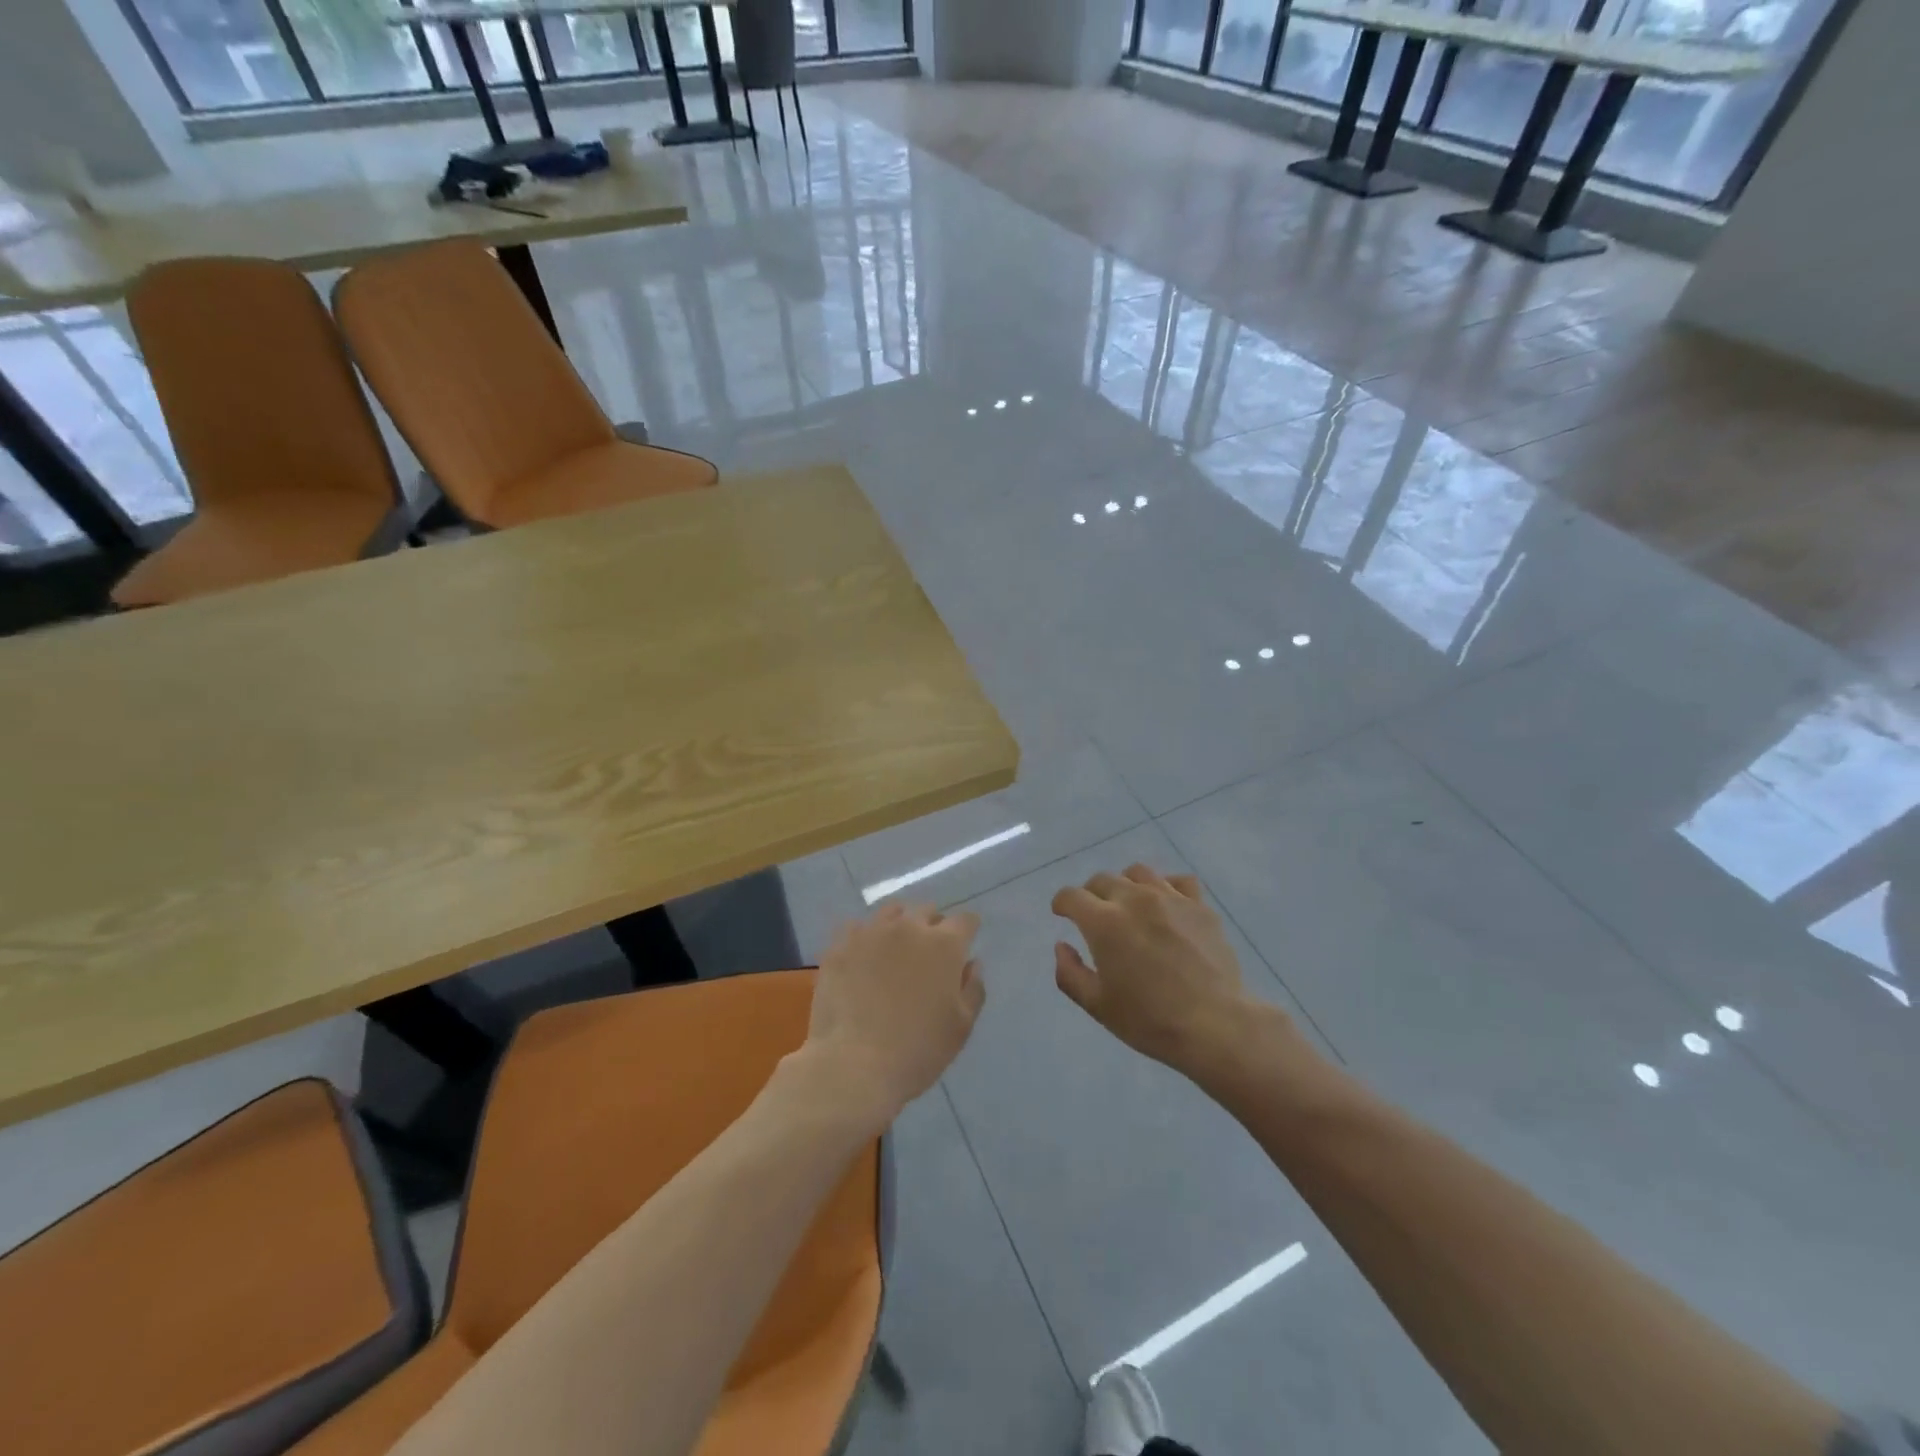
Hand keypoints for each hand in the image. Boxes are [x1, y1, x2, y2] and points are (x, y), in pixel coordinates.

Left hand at [805, 903, 984, 1120]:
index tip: (965, 944)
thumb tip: (971, 963)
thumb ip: (973, 988)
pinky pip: (856, 929)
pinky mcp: (840, 946)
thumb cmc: (918, 1050)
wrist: (854, 1064)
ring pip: (891, 912)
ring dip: (899, 924)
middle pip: (926, 911)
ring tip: (895, 948)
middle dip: (933, 926)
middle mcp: (908, 927)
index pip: (965, 921)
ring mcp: (870, 933)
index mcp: (944, 944)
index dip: (968, 931)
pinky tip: (863, 958)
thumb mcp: (961, 1026)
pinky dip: (865, 938)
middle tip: (930, 953)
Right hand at [1051, 864, 1269, 1074]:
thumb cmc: (1149, 1020)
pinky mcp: (1199, 906)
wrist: (1215, 1025)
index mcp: (1104, 922)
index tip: (1061, 913)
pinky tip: (1166, 905)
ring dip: (1125, 885)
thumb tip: (1062, 945)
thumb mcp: (1097, 1005)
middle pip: (1103, 880)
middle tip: (1094, 915)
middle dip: (1091, 894)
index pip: (1071, 896)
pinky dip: (1166, 886)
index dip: (1061, 903)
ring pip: (1138, 873)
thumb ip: (1069, 973)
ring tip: (1129, 905)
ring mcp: (1170, 898)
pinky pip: (1178, 881)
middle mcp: (1134, 899)